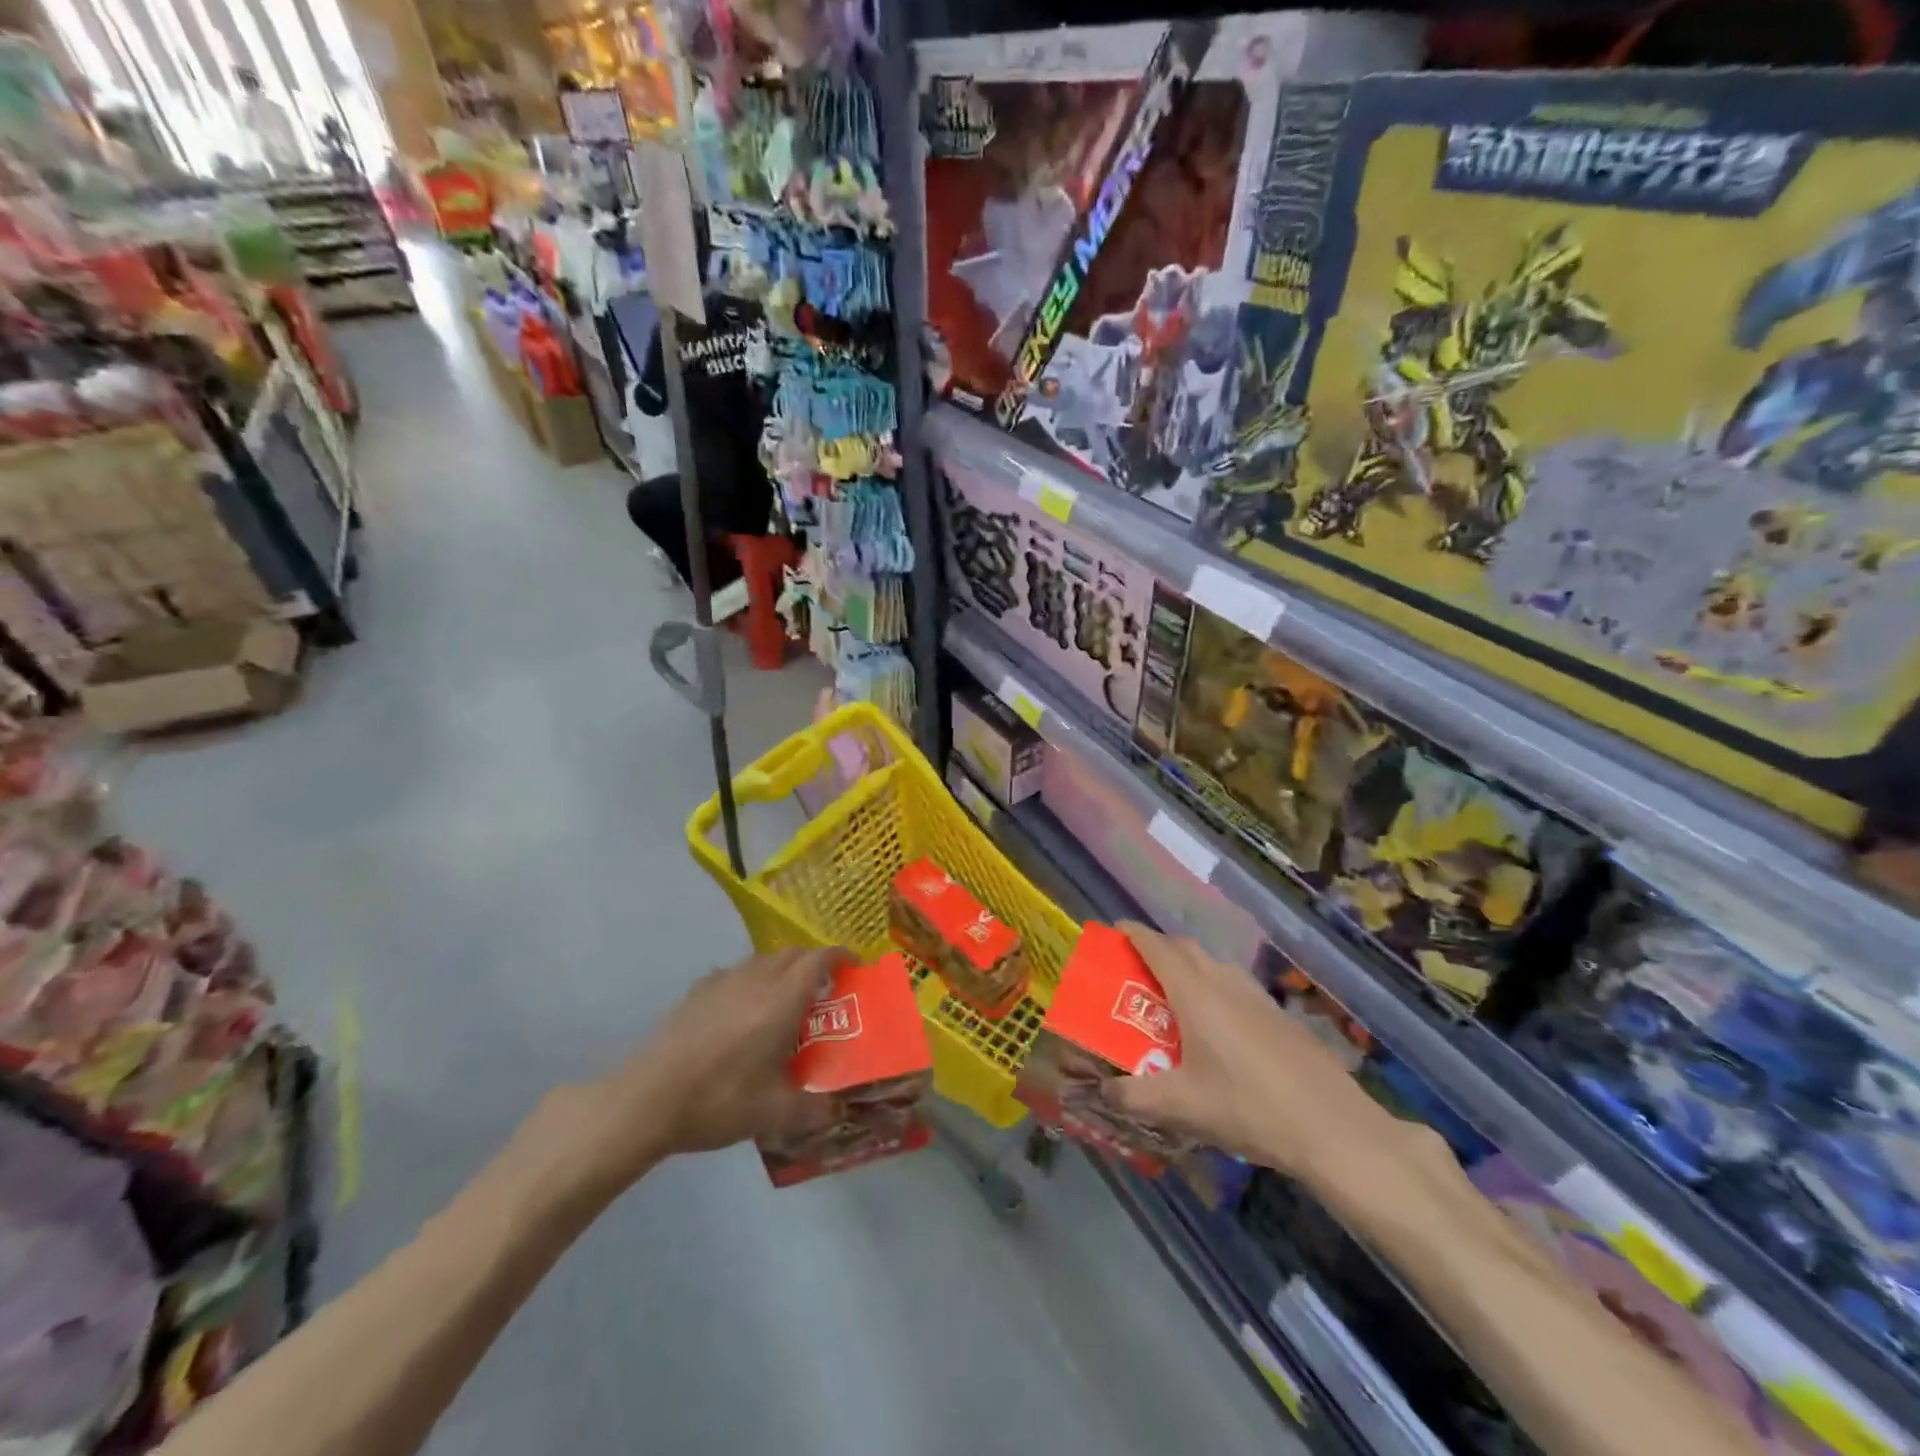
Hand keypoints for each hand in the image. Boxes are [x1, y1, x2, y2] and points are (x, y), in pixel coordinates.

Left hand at [585, 946, 850, 1183]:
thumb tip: (840, 1111)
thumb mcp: (773, 1115)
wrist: (648, 1099)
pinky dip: (751, 980)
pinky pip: (736, 972)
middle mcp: (757, 979)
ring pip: (763, 960)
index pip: (819, 959)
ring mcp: (723, 981)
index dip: (840, 957)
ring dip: (782, 969)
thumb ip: (814, 1110)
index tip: (853, 968)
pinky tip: (742, 1010)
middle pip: (793, 953)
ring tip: (785, 1000)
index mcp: (782, 1000)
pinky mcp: (697, 990)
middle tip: (824, 989)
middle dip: (814, 962)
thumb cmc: (719, 1100)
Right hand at [1100, 923, 1377, 1175]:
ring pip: (1213, 965)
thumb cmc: (1247, 1107)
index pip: (1156, 947)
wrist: (1332, 1128)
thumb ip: (1134, 1096)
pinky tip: (1218, 1028)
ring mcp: (1256, 996)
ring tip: (1173, 998)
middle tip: (1136, 969)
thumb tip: (1103, 1089)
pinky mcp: (1279, 1015)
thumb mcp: (1181, 1106)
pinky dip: (1214, 989)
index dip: (1133, 934)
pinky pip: (1235, 986)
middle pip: (1185, 949)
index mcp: (1195, 993)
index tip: (1114, 930)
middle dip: (1158, 949)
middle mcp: (1224, 982)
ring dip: (1189, 968)